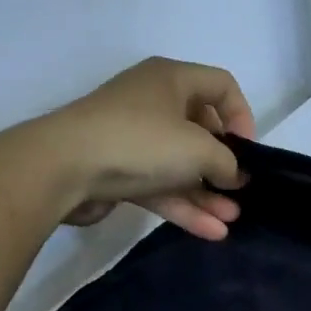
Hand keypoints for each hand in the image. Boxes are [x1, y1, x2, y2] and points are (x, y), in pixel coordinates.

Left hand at [41, 57, 256, 240]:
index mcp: (171, 79)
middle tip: (240, 191)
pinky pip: (161, 186)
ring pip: (181, 165)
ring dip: (207, 194)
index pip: (221, 86)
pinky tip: (210, 231)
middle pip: (202, 130)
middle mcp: (153, 102)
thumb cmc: (141, 142)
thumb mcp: (200, 149)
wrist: (63, 168)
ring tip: (230, 220)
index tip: (248, 151)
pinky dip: (184, 206)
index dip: (242, 116)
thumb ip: (228, 162)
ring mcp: (134, 138)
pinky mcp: (120, 170)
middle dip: (224, 165)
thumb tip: (235, 174)